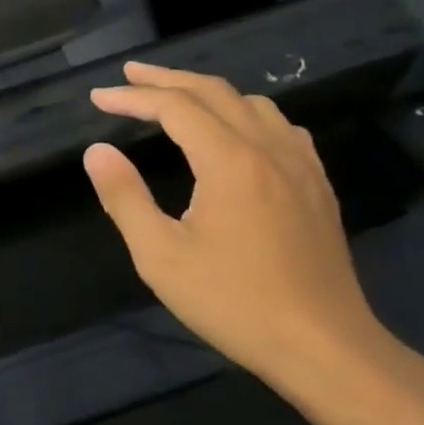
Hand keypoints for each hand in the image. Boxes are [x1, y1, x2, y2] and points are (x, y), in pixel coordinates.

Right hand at [84, 64, 396, 394]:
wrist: (326, 349)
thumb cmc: (235, 302)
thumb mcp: (160, 255)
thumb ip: (124, 197)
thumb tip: (97, 151)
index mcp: (229, 161)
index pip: (173, 107)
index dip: (132, 97)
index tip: (98, 97)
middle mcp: (268, 149)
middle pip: (213, 91)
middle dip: (166, 78)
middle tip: (129, 75)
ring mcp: (300, 166)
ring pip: (252, 103)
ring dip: (207, 90)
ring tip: (176, 95)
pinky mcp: (318, 187)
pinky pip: (281, 127)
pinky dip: (247, 112)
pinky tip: (239, 129)